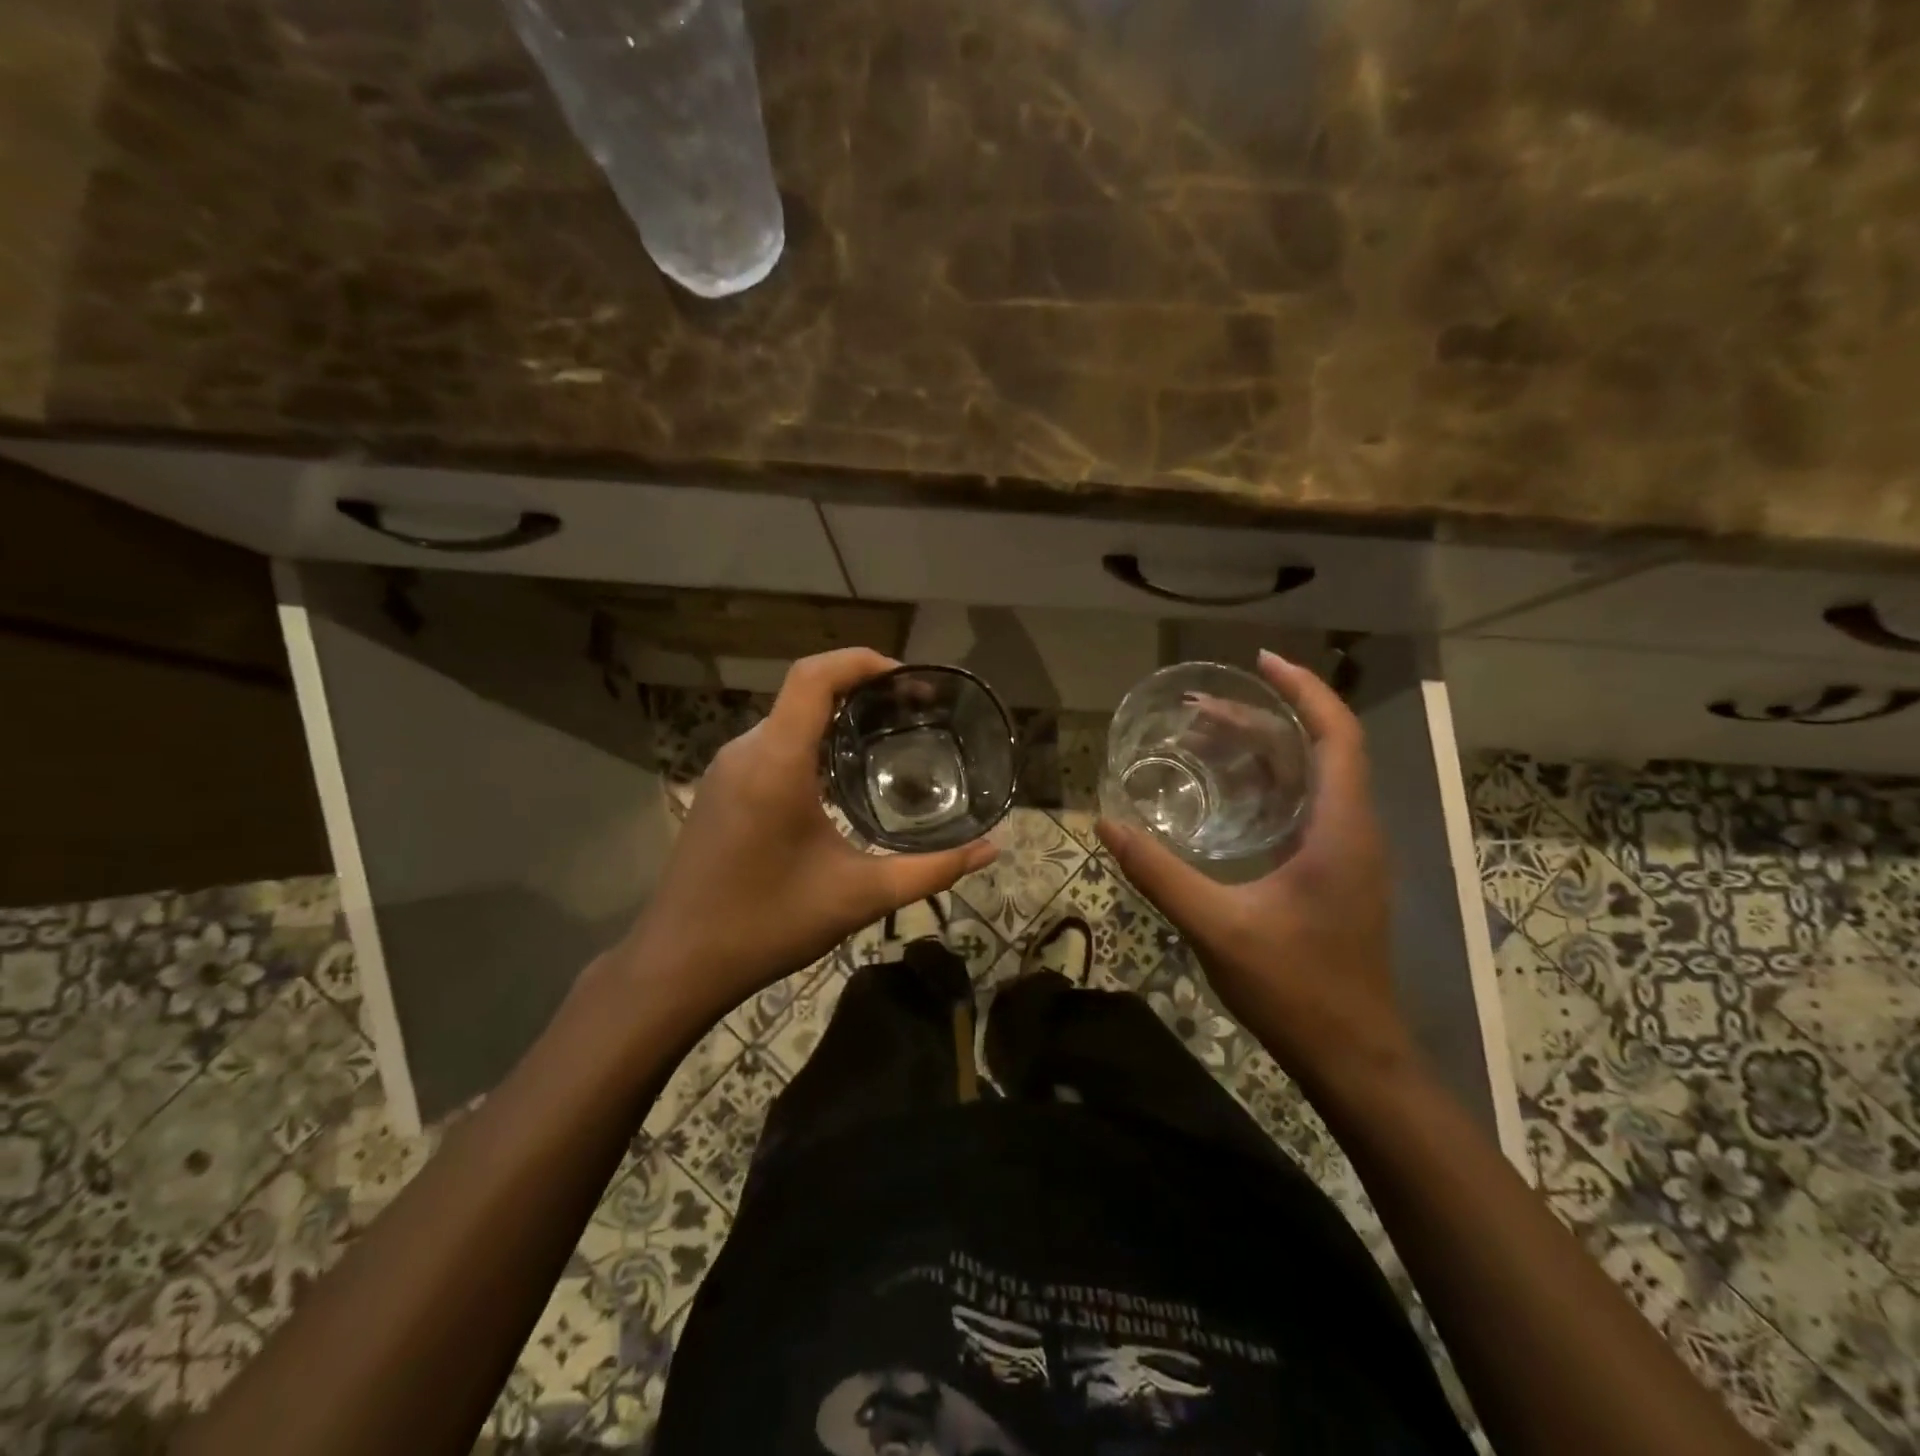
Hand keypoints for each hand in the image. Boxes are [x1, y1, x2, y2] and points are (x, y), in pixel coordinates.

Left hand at [612, 649, 996, 1024]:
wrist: (679, 963)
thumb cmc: (769, 923)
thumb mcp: (861, 896)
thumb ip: (932, 869)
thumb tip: (992, 849)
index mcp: (776, 762)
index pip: (814, 676)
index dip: (862, 661)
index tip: (908, 680)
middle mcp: (745, 752)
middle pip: (804, 692)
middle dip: (860, 690)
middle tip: (912, 714)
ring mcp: (724, 769)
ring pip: (786, 719)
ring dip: (834, 718)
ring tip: (884, 740)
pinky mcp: (718, 789)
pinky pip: (770, 745)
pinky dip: (809, 742)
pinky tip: (838, 778)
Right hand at [1097, 651, 1414, 1092]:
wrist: (1353, 1056)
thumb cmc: (1296, 988)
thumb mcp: (1217, 927)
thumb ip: (1160, 873)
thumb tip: (1107, 824)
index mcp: (1340, 828)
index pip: (1335, 734)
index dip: (1303, 689)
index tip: (1258, 662)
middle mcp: (1352, 829)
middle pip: (1316, 749)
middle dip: (1261, 719)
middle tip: (1198, 709)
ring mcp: (1347, 853)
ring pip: (1310, 779)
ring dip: (1262, 752)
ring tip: (1202, 738)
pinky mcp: (1334, 874)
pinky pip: (1303, 808)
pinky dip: (1266, 786)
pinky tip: (1223, 796)